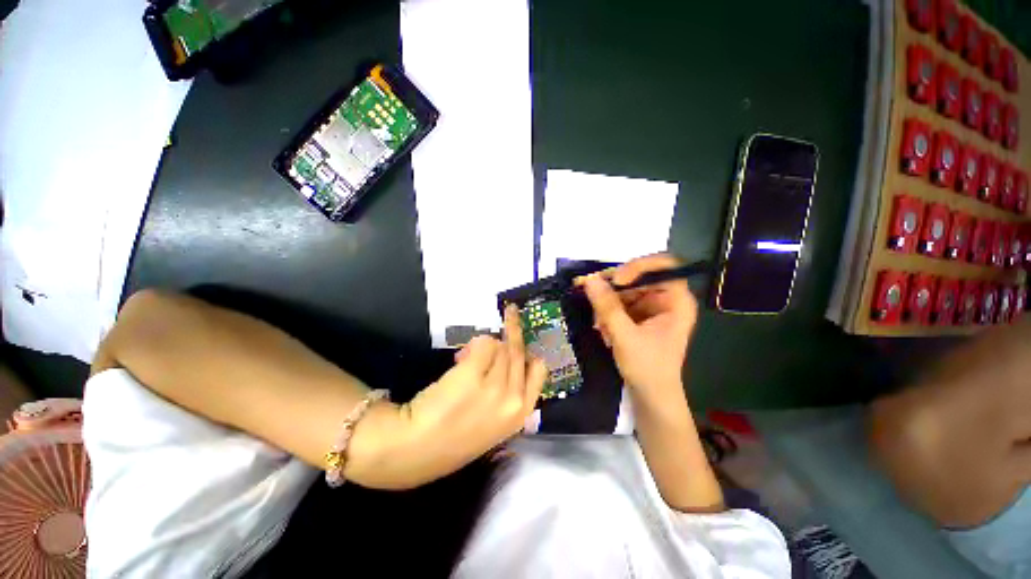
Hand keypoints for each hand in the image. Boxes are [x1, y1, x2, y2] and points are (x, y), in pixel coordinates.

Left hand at [386, 306, 545, 487]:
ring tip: (466, 358)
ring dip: (486, 345)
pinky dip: (474, 344)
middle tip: (511, 312)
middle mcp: (513, 398)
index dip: (530, 352)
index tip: (522, 341)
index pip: (538, 370)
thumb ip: (507, 390)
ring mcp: (494, 386)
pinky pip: (483, 343)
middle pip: (519, 352)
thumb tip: (503, 355)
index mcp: (521, 413)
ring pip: (501, 345)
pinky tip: (461, 358)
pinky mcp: (472, 373)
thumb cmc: (454, 436)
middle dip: (514, 330)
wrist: (416, 449)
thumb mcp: (494, 420)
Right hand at [578, 253, 697, 402]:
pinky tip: (602, 328)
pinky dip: (608, 312)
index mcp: (676, 301)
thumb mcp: (625, 336)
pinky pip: (620, 302)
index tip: (615, 280)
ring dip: (607, 302)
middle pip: (638, 276)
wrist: (650, 397)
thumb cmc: (647, 368)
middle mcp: (665, 299)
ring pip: (625, 289)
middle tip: (588, 291)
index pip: (662, 266)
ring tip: (598, 323)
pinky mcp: (639, 315)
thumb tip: (589, 280)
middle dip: (613, 287)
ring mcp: (651, 307)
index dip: (638, 266)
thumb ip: (607, 307)